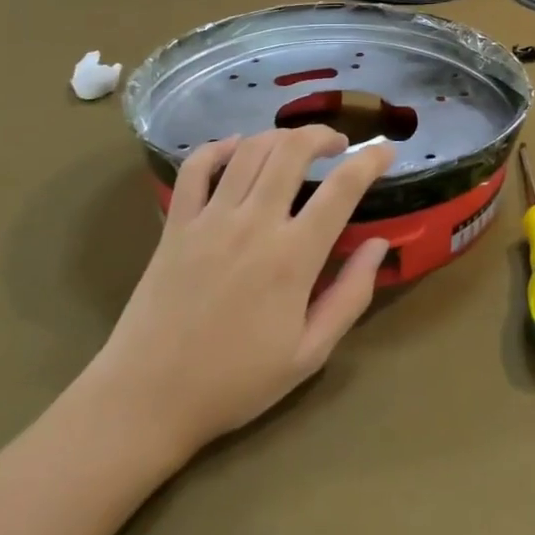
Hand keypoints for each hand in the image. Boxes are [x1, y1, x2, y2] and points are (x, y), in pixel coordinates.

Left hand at [89, 127, 395, 460]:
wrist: (147, 399)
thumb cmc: (235, 382)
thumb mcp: (309, 354)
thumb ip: (350, 296)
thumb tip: (378, 245)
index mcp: (292, 257)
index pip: (342, 189)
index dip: (370, 161)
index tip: (386, 150)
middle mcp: (253, 224)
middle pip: (292, 150)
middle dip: (322, 135)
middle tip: (337, 144)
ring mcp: (209, 219)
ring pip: (249, 150)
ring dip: (279, 136)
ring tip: (295, 146)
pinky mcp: (175, 224)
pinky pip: (196, 167)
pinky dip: (219, 147)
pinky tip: (236, 149)